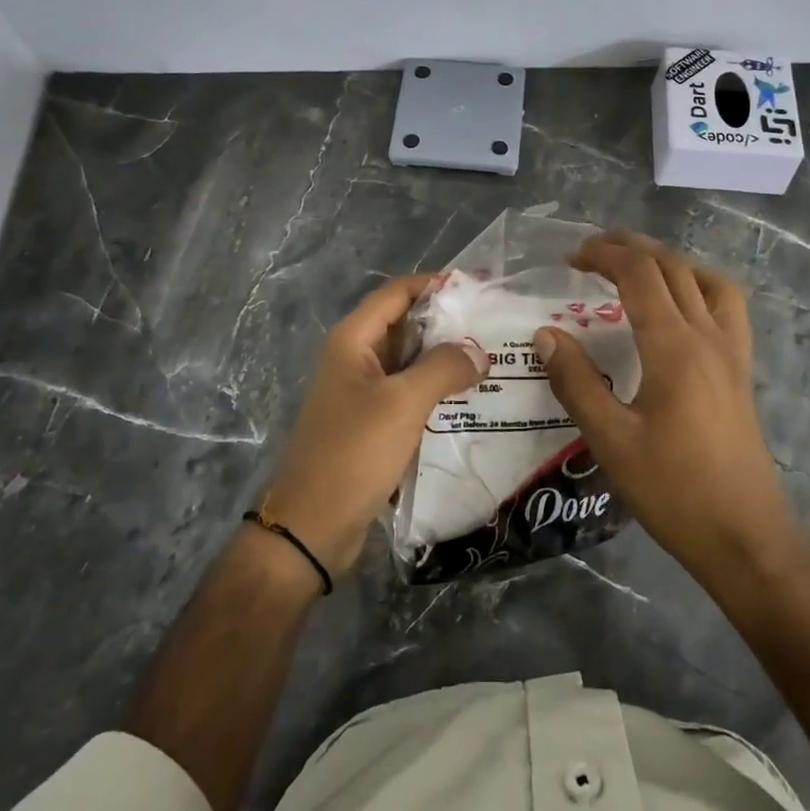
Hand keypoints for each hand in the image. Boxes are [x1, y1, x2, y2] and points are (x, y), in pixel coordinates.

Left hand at [260, 274, 488, 576]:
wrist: (312, 527)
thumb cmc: (353, 453)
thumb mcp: (402, 403)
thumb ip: (443, 368)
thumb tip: (479, 352)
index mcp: (353, 340)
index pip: (398, 292)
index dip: (437, 284)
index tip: (481, 288)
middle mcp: (356, 358)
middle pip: (407, 324)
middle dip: (449, 323)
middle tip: (497, 327)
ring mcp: (364, 392)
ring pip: (411, 362)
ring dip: (446, 359)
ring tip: (495, 360)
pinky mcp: (372, 423)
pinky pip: (410, 394)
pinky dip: (437, 391)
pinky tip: (473, 399)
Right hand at [532, 231, 794, 588]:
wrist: (746, 536)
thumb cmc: (673, 491)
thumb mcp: (611, 440)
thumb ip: (576, 382)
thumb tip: (546, 334)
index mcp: (674, 347)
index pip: (639, 274)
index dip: (604, 255)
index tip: (572, 257)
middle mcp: (707, 336)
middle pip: (671, 266)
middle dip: (630, 248)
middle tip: (592, 251)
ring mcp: (731, 351)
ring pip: (704, 279)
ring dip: (667, 261)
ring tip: (634, 268)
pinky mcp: (741, 370)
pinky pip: (726, 306)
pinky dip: (699, 286)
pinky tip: (680, 307)